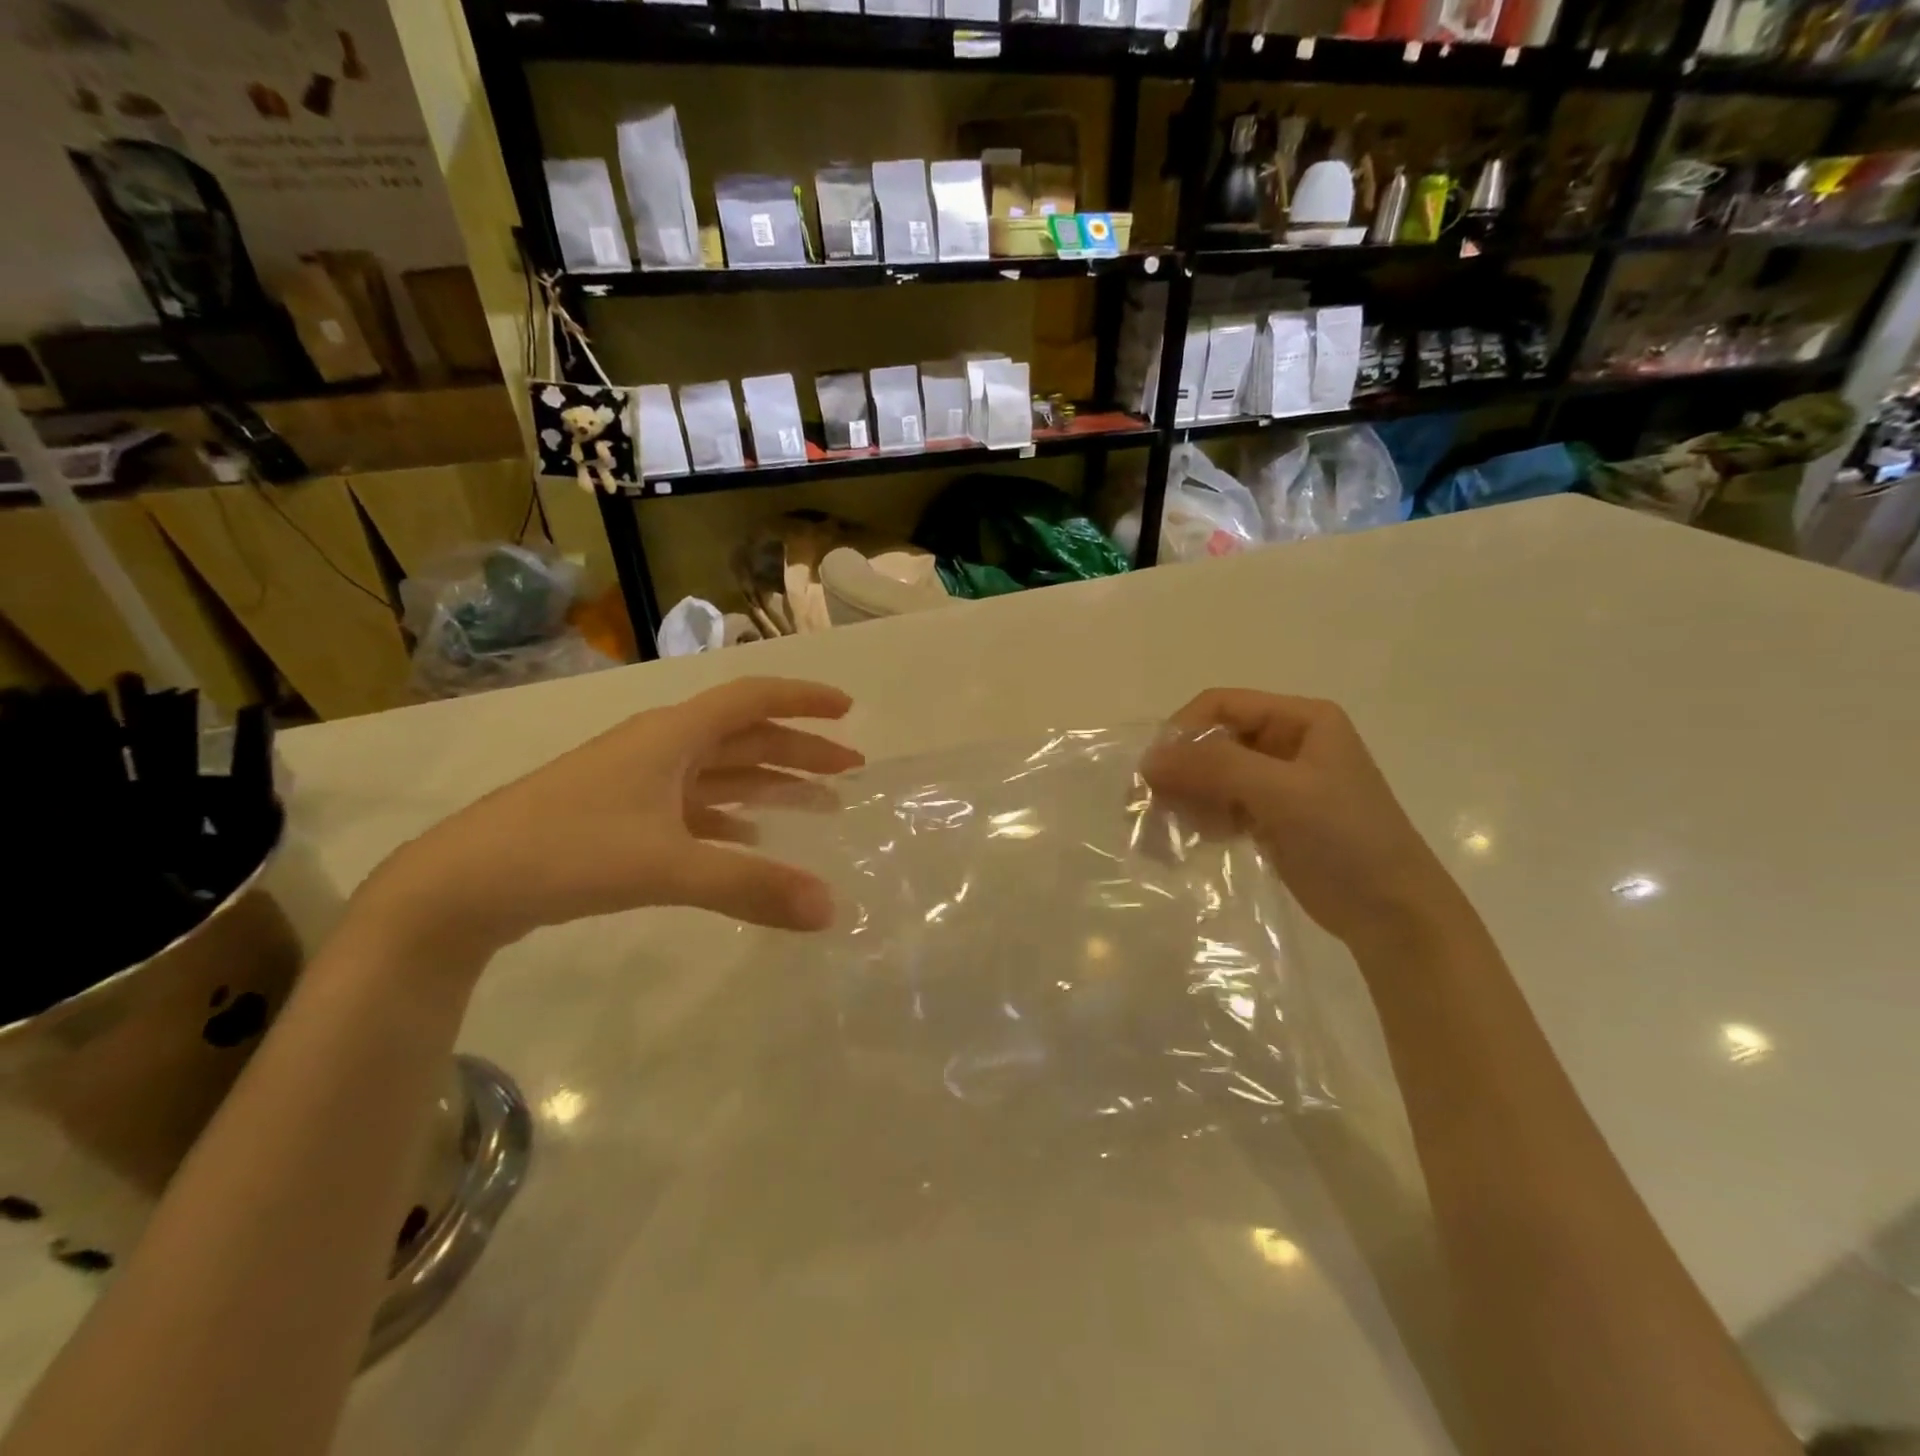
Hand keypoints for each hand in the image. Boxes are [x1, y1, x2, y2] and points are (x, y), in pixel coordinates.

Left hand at [360, 677, 862, 956]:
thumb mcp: (666, 866)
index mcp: (671, 736)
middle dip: (800, 750)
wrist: (460, 884)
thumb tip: (830, 909)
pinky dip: (731, 814)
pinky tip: (750, 834)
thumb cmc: (566, 851)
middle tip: (850, 769)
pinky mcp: (621, 816)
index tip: (848, 710)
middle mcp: (660, 748)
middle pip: (745, 736)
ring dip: (771, 782)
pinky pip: (694, 804)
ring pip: (721, 771)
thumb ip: (750, 886)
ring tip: (819, 802)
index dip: (802, 699)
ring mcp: (638, 782)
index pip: (752, 699)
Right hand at [1142, 690, 1465, 951]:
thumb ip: (1215, 768)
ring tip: (1171, 829)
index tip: (1153, 772)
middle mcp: (1287, 742)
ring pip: (1212, 775)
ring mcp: (1279, 782)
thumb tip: (1148, 760)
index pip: (1221, 705)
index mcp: (1301, 719)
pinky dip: (1202, 817)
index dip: (1182, 732)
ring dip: (1186, 796)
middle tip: (1151, 806)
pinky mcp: (1271, 817)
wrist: (1394, 915)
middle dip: (1181, 770)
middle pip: (1213, 740)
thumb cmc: (1346, 839)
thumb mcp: (1282, 793)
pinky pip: (1221, 804)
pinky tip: (1197, 839)